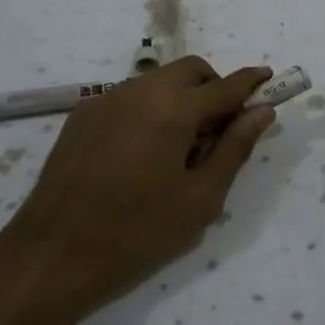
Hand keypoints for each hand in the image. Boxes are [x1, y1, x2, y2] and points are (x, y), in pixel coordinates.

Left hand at [0, 57, 275, 320]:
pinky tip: (143, 151)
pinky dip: (150, 108)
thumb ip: (234, 148)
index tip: (269, 78)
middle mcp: (139, 90)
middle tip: (221, 129)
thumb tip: (262, 112)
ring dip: (181, 98)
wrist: (54, 254)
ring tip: (180, 146)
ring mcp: (105, 99)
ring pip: (157, 81)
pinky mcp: (82, 114)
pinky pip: (129, 97)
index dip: (251, 82)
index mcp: (173, 108)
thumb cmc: (138, 232)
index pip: (225, 86)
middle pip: (190, 71)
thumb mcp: (200, 198)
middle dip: (213, 88)